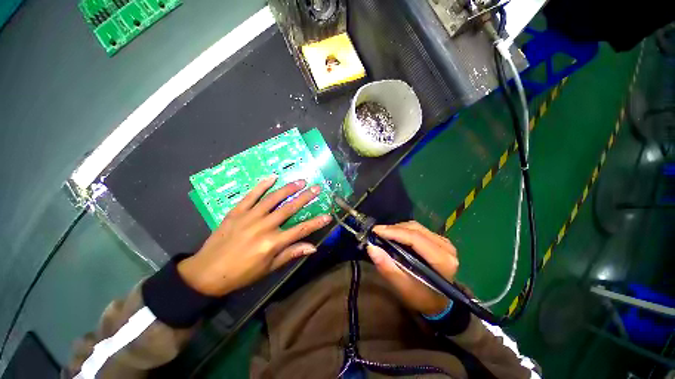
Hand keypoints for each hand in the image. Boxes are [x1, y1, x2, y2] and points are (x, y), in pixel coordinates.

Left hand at [177, 176, 331, 296]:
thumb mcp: (269, 268)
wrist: (207, 272)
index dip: (316, 222)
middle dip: (306, 197)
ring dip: (288, 188)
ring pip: (273, 198)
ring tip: (300, 181)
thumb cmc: (241, 273)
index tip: (328, 215)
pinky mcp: (237, 211)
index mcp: (273, 243)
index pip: (301, 230)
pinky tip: (273, 177)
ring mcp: (250, 217)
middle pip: (289, 209)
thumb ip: (291, 254)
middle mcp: (264, 227)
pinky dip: (262, 185)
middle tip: (317, 188)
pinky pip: (251, 195)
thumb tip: (312, 247)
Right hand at [366, 221, 458, 315]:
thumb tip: (371, 248)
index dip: (394, 232)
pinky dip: (403, 230)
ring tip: (383, 234)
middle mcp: (446, 247)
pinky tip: (394, 235)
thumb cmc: (421, 298)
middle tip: (376, 233)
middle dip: (393, 229)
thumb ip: (387, 268)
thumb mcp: (403, 288)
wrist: (438, 302)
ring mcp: (444, 242)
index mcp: (442, 260)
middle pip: (415, 229)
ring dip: (397, 228)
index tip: (375, 231)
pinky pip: (418, 229)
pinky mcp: (439, 240)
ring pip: (416, 227)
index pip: (415, 238)